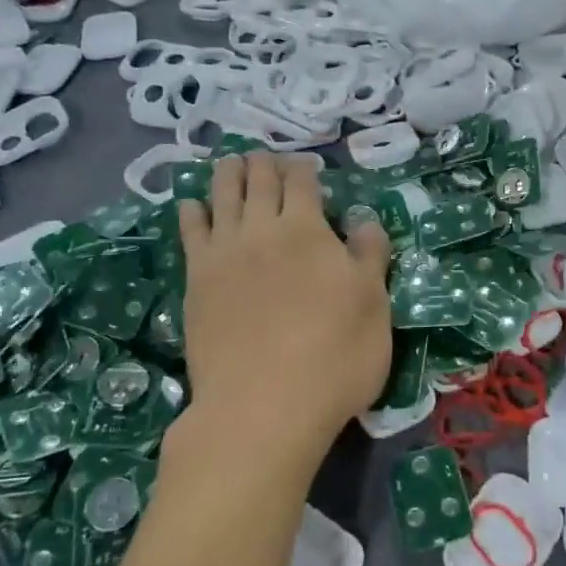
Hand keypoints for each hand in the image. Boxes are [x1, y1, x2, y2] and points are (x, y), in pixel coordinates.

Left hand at [174, 152, 392, 473]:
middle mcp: (261, 229)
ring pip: (221, 195)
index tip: (306, 167)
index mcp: (307, 229)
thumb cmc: (333, 356)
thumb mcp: (374, 304)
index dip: (304, 168)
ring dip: (227, 174)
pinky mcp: (196, 281)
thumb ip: (370, 255)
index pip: (302, 181)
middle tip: (265, 159)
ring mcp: (223, 253)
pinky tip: (193, 204)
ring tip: (230, 164)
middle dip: (263, 163)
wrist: (262, 407)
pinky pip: (190, 232)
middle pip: (258, 180)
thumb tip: (364, 219)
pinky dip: (192, 210)